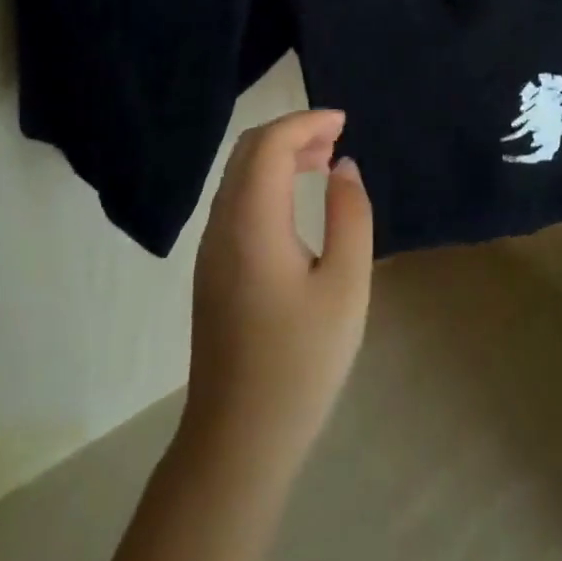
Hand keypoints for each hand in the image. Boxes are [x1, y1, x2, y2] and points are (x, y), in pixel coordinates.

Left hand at [182, 109, 373, 476]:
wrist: (238, 439)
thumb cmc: (300, 363)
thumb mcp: (346, 287)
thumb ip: (350, 217)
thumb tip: (344, 168)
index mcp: (252, 222)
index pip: (271, 144)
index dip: (307, 122)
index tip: (344, 122)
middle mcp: (222, 224)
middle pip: (248, 151)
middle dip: (292, 132)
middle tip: (337, 137)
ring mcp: (211, 248)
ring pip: (239, 176)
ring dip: (278, 155)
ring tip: (324, 162)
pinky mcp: (212, 269)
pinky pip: (236, 201)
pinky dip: (266, 182)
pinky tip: (296, 202)